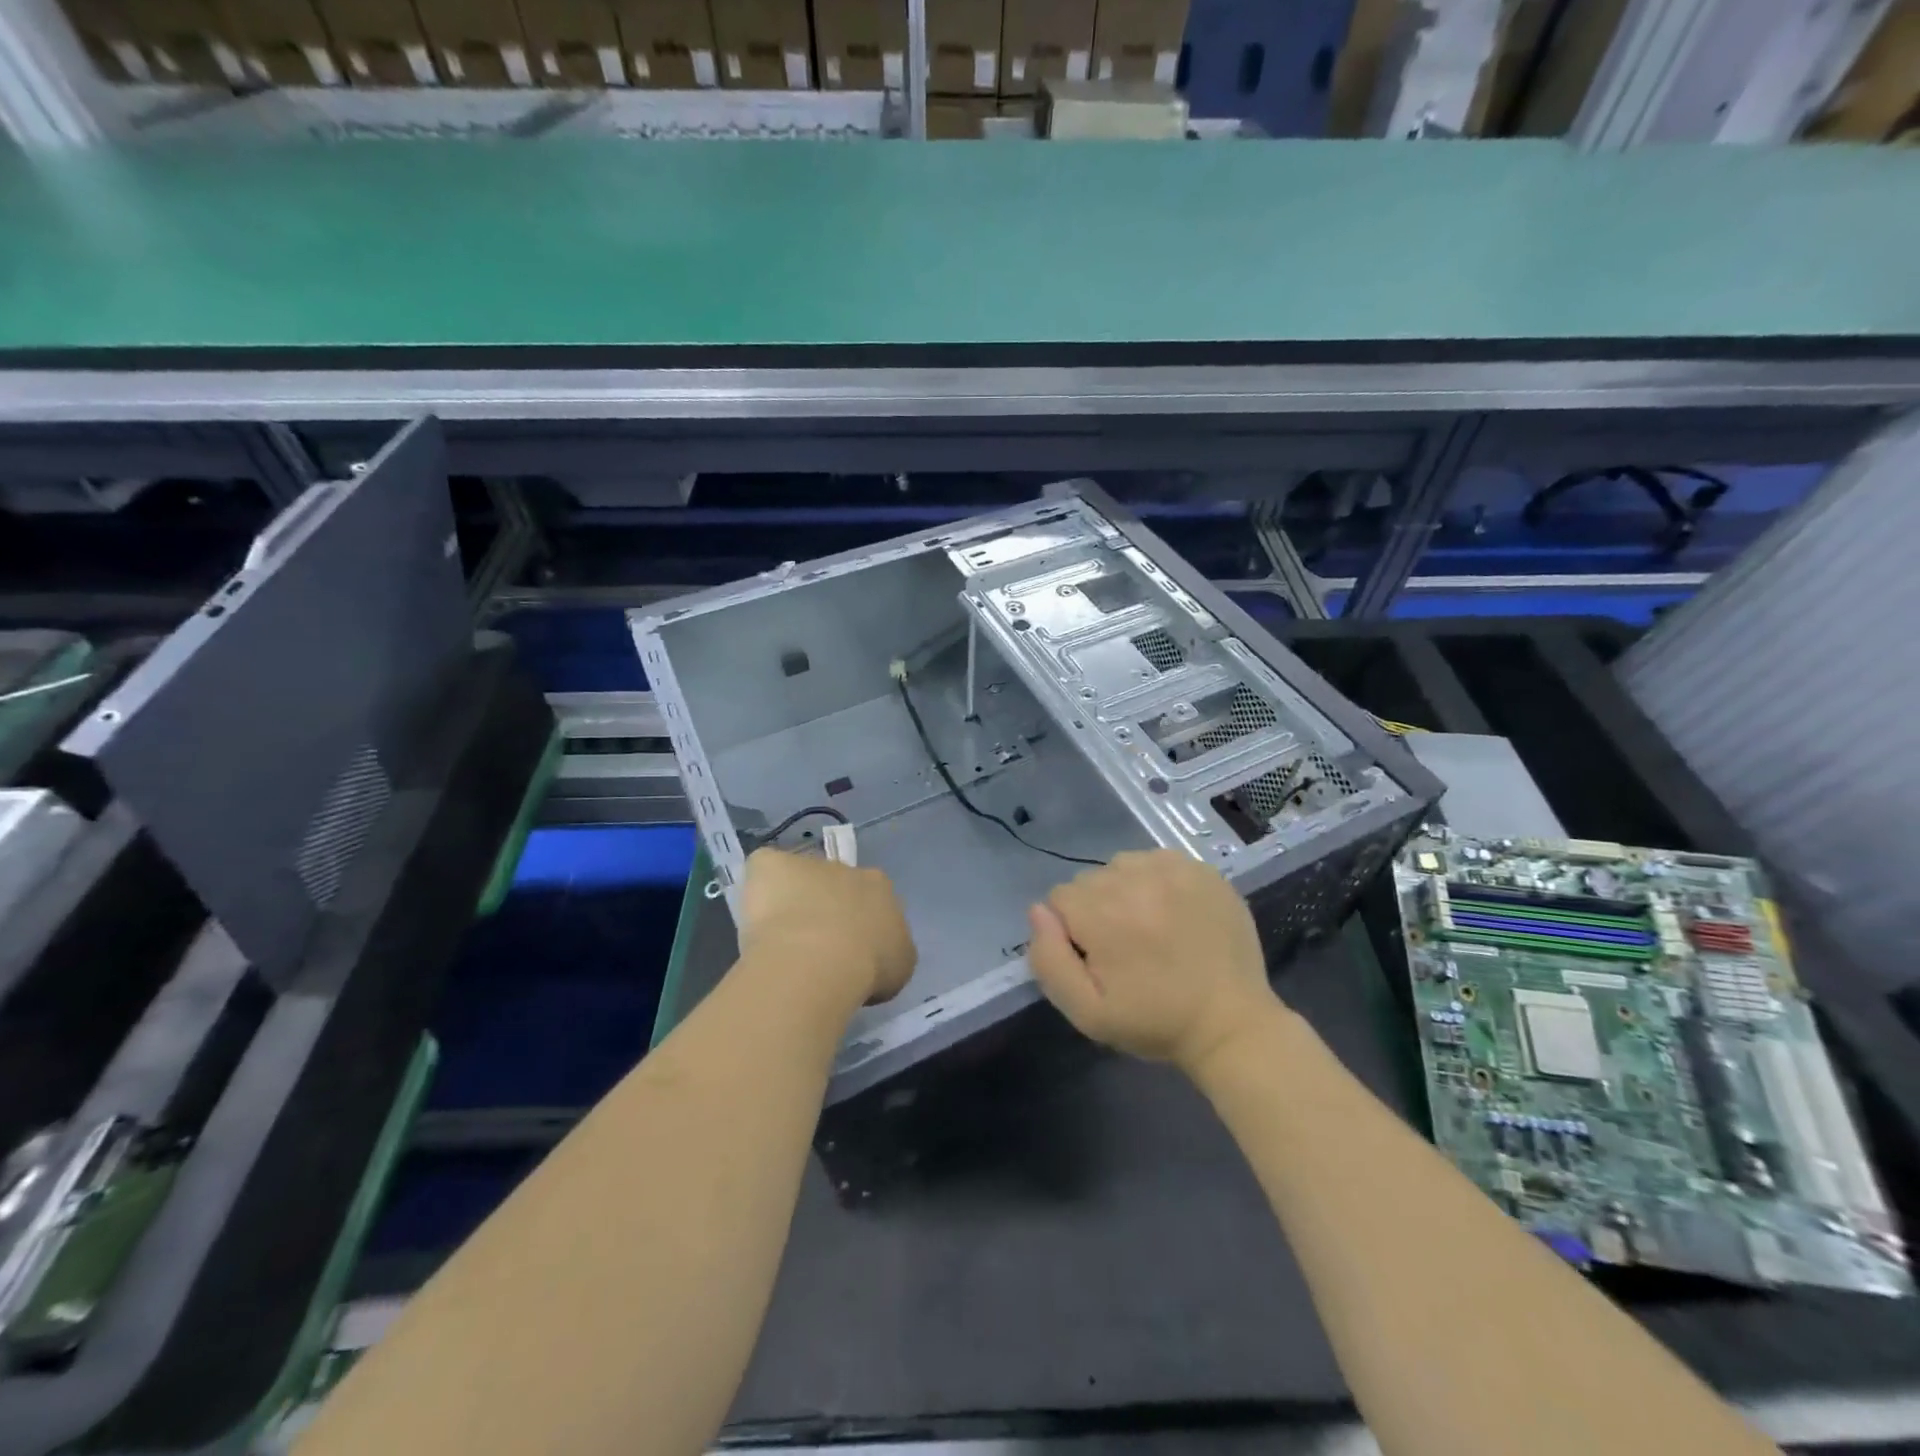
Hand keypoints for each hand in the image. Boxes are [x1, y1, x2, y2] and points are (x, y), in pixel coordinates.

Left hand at [740, 847, 915, 1007]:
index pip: (871, 897)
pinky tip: (755, 916)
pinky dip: (759, 886)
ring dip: (791, 899)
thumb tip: (879, 951)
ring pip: (797, 878)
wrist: (820, 960)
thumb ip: (890, 949)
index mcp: (879, 887)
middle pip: (834, 885)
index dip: (858, 922)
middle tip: (814, 947)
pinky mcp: (770, 865)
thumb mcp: (898, 966)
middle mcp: (846, 869)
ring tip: (780, 939)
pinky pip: (764, 867)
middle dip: (825, 909)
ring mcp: (806, 865)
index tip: (849, 949)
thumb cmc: (867, 967)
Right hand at [1026, 849, 1277, 1072]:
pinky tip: (1173, 912)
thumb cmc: (1155, 1022)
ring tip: (1149, 928)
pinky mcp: (1202, 869)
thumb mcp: (1087, 1012)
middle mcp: (1135, 880)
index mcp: (1103, 914)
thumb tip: (1038, 912)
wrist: (1232, 1024)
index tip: (1098, 959)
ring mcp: (1173, 869)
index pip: (1058, 900)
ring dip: (1124, 891)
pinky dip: (1156, 881)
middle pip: (1089, 881)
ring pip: (1121, 866)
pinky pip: (1158, 860)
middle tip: (1126, 948)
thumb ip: (1049, 960)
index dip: (1071, 932)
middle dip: (1096, 910)